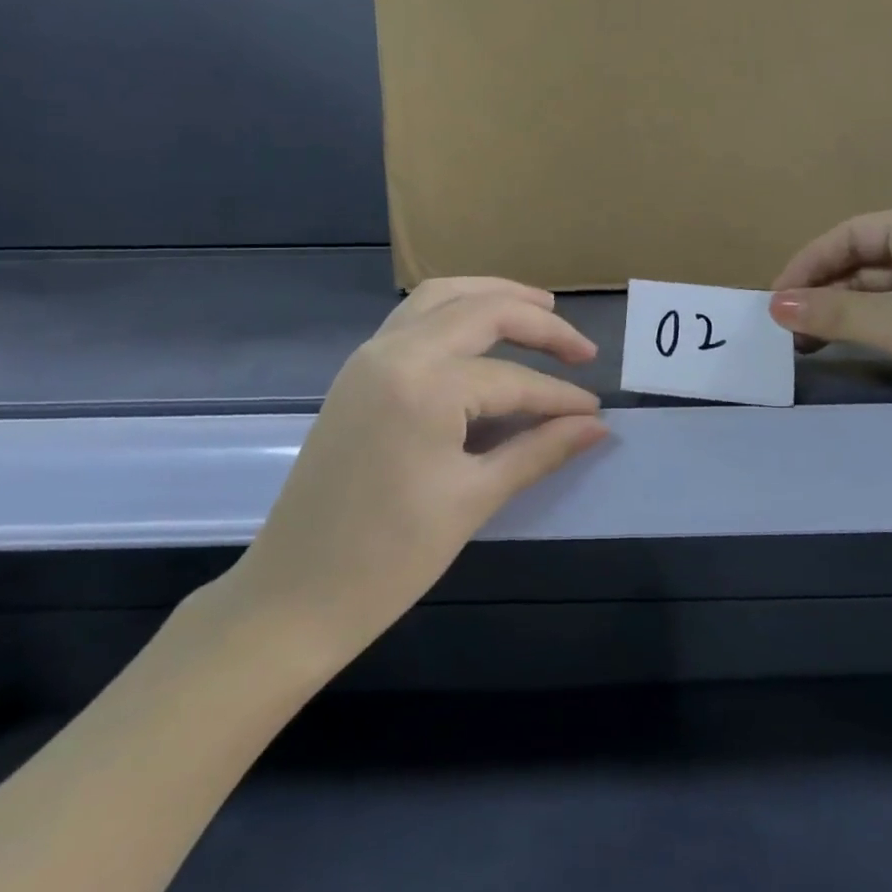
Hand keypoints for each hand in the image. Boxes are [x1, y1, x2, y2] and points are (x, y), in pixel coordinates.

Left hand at [227, 278, 606, 667]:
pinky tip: (481, 335)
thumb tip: (597, 426)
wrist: (294, 594)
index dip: (560, 397)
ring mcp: (368, 357)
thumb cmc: (390, 557)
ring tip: (540, 311)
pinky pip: (412, 319)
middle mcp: (394, 351)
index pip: (513, 379)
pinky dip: (454, 311)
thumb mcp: (474, 499)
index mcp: (424, 385)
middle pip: (481, 311)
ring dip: (493, 297)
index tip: (596, 413)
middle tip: (583, 350)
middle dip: (539, 323)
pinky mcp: (356, 372)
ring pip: (440, 297)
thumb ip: (540, 450)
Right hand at [769, 204, 891, 449]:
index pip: (850, 235)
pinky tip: (848, 347)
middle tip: (787, 329)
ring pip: (881, 292)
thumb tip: (774, 306)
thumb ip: (835, 314)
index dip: (807, 265)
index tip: (775, 302)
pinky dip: (870, 329)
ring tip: (807, 342)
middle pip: (863, 262)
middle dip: (823, 291)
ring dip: (843, 313)